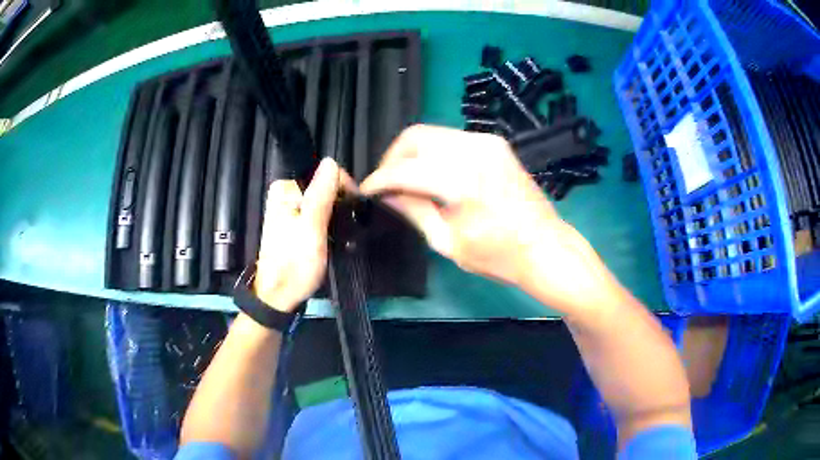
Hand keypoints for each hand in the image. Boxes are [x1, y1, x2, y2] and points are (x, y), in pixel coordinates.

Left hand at [254, 158, 349, 311]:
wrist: (279, 296)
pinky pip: (316, 211)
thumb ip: (320, 196)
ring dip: (335, 214)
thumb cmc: (295, 265)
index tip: (353, 212)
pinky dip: (327, 221)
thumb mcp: (312, 230)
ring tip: (339, 234)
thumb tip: (331, 162)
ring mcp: (287, 207)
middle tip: (344, 228)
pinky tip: (331, 235)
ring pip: (322, 199)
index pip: (324, 174)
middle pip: (323, 185)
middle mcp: (283, 193)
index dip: (344, 190)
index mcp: (284, 189)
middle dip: (339, 204)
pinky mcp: (292, 221)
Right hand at [361, 125, 623, 313]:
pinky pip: (452, 139)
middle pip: (415, 136)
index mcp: (461, 180)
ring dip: (412, 153)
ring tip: (406, 180)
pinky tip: (433, 174)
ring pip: (433, 134)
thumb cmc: (500, 255)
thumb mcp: (448, 242)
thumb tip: (387, 195)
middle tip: (386, 184)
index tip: (366, 191)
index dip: (379, 179)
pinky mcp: (495, 144)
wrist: (547, 247)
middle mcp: (473, 150)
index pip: (404, 169)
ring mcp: (487, 142)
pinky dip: (434, 152)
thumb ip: (414, 211)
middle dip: (393, 158)